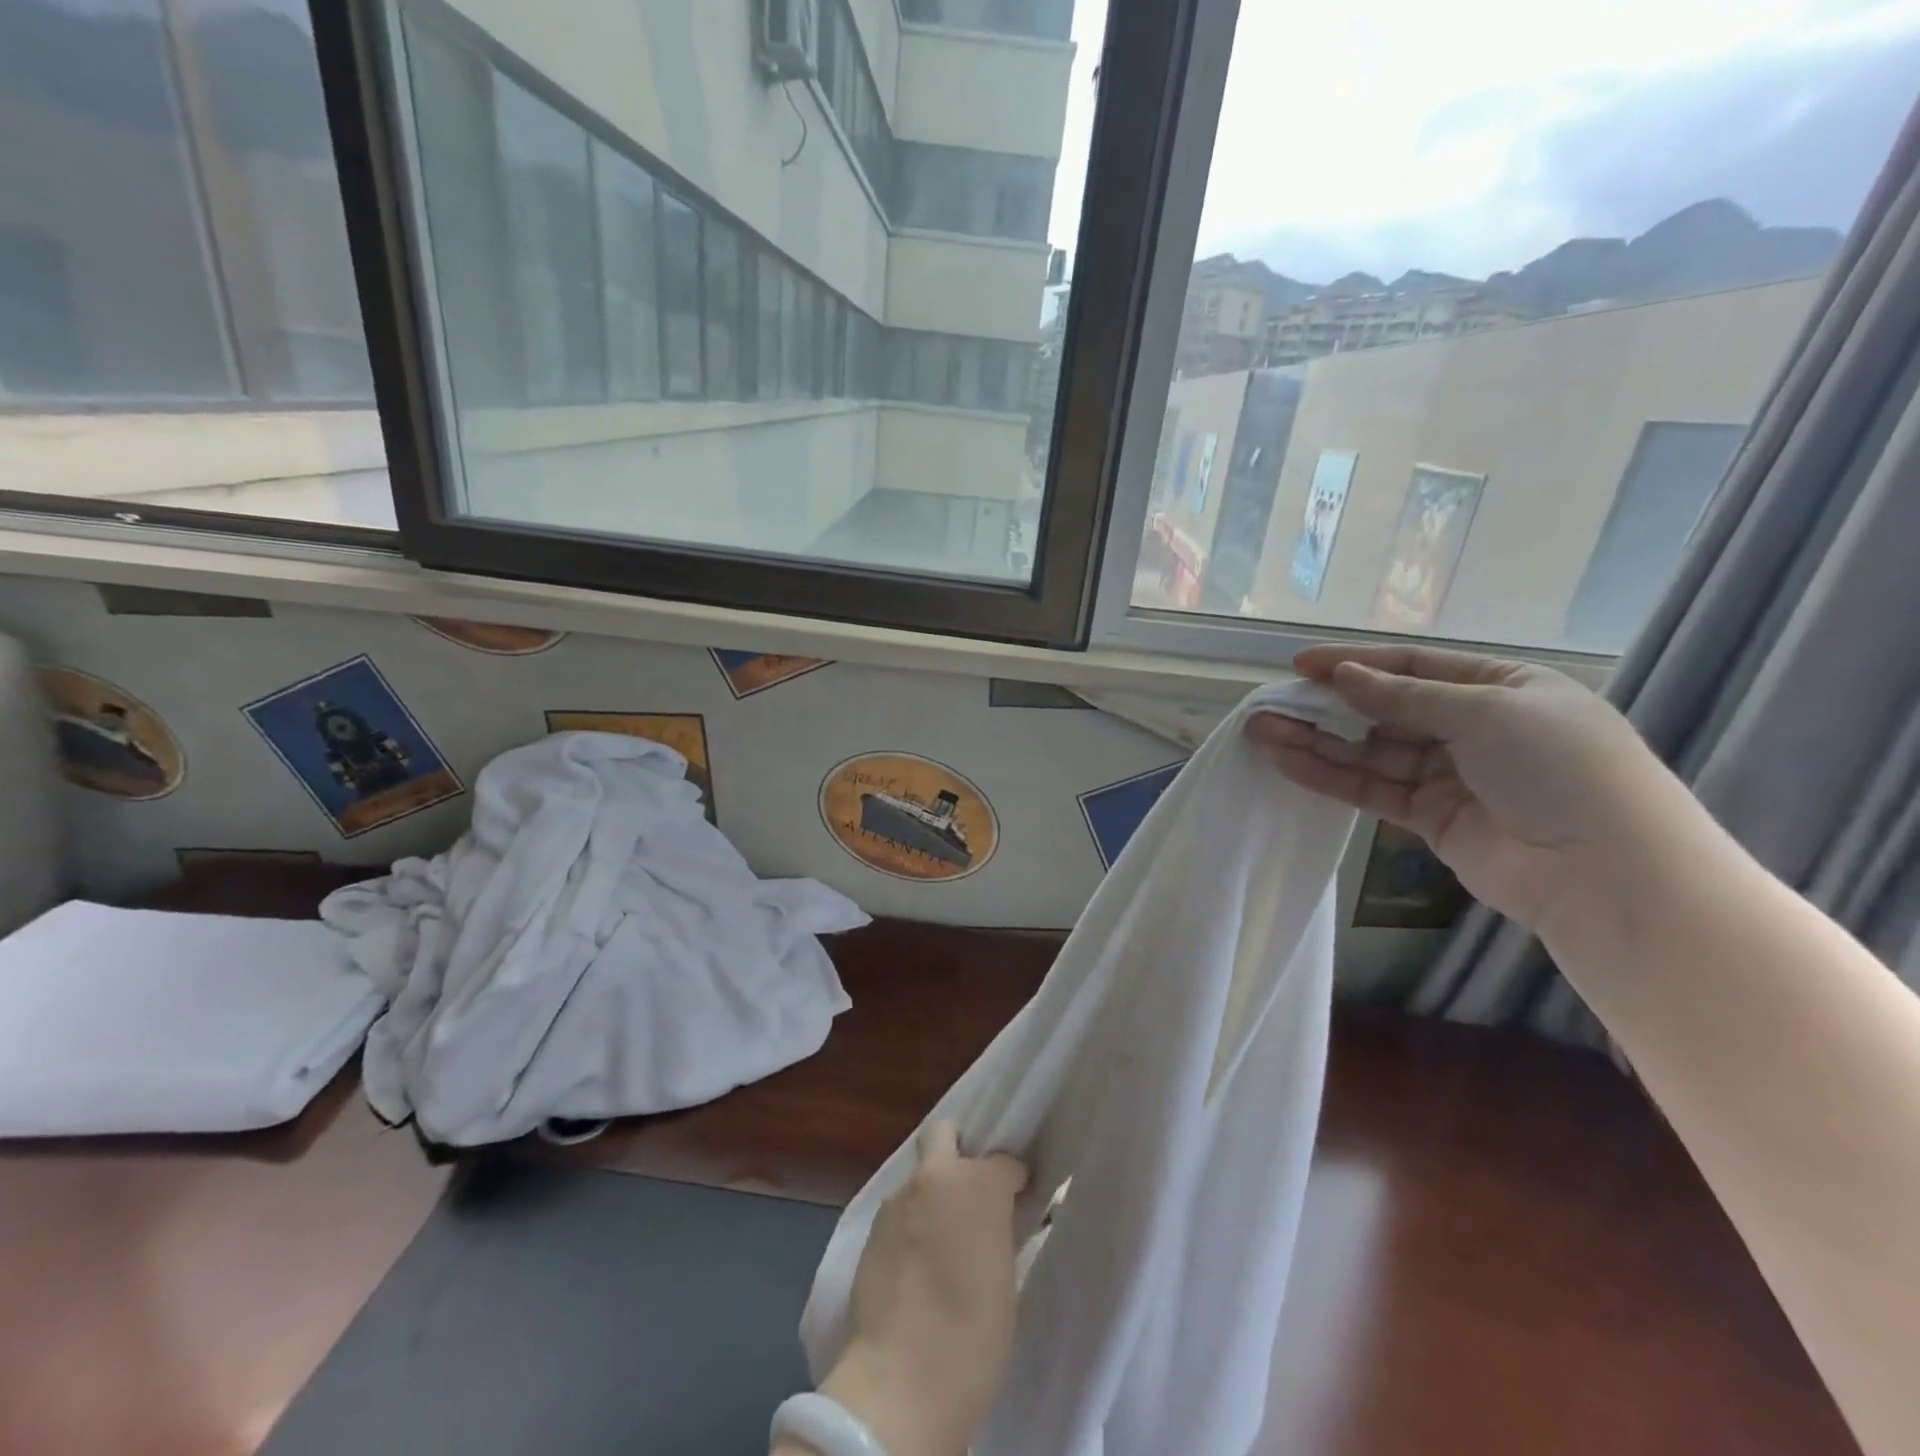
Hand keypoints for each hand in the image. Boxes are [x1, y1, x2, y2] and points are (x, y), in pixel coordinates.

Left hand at [801, 1122, 1028, 1455]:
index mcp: (979, 1184)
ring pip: (919, 1176)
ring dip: (932, 1193)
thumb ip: (1000, 1232)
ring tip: (940, 1238)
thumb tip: (998, 1221)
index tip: (1019, 1202)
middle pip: (945, 1134)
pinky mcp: (871, 1227)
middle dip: (959, 1151)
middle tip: (971, 1194)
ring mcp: (898, 1198)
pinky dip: (911, 1222)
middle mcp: (936, 1177)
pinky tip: (916, 1261)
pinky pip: (899, 1210)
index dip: (1014, 1181)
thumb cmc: (973, 1337)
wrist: (900, 1382)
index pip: (1006, 1161)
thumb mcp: (1006, 1278)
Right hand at [1246, 643, 1692, 934]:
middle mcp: (1473, 728)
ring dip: (1317, 741)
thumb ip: (1405, 696)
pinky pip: (1372, 789)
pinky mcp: (1429, 818)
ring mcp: (1449, 775)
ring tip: (1261, 731)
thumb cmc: (1559, 767)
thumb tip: (1343, 675)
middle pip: (1385, 710)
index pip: (1416, 668)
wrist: (1605, 873)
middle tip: (1272, 703)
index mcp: (1502, 689)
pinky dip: (1330, 777)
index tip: (1301, 665)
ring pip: (1370, 751)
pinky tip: (1287, 763)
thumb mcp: (1486, 712)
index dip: (1356, 663)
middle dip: (1328, 706)